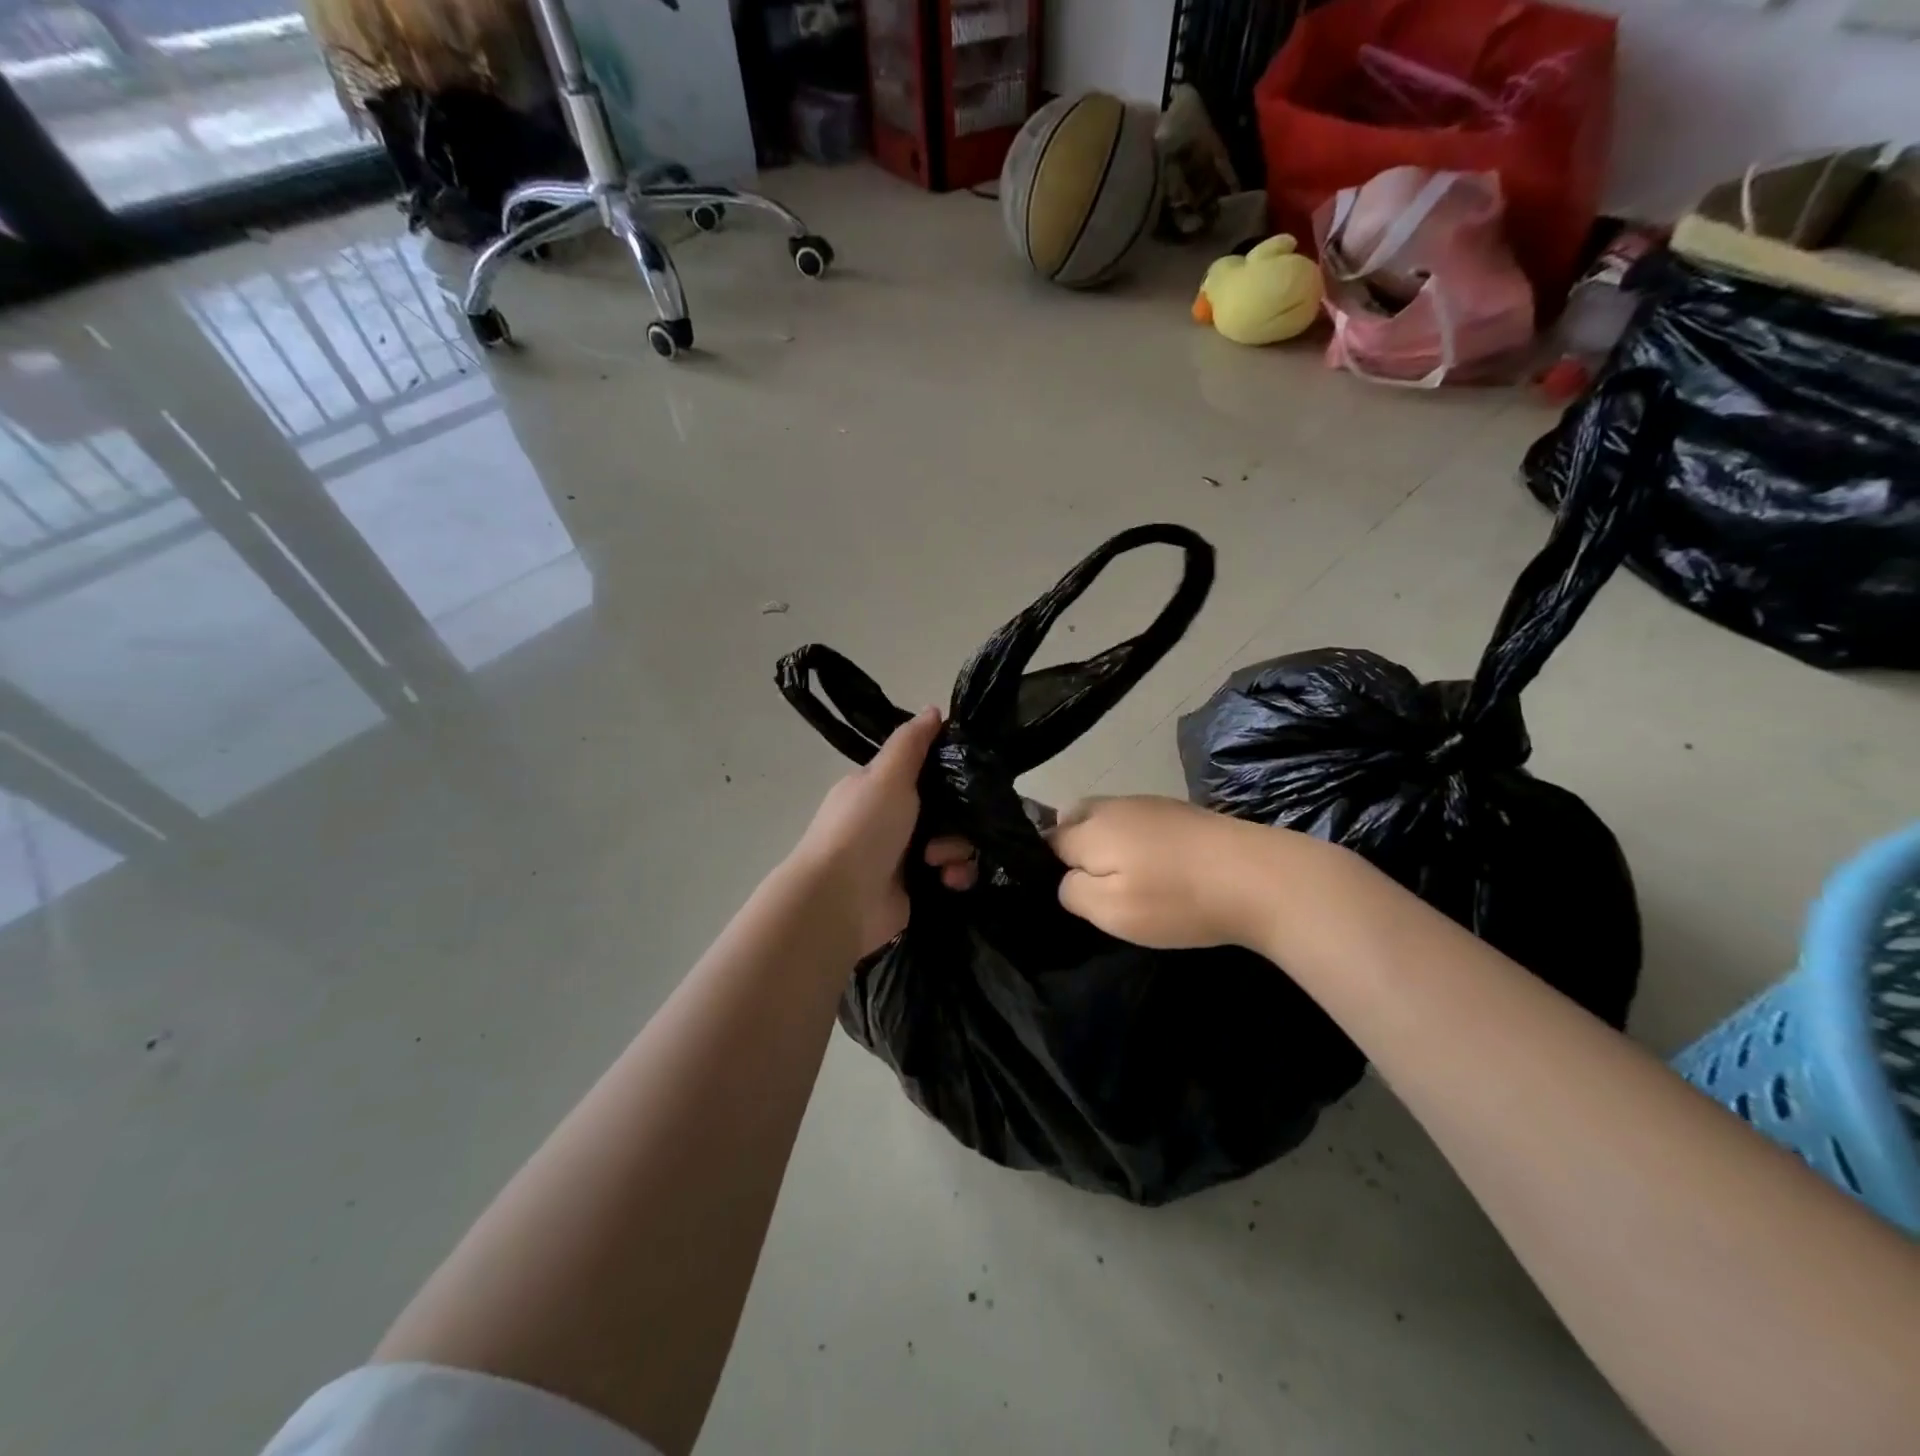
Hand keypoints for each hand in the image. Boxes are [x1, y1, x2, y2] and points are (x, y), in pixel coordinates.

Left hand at [788, 707, 943, 955]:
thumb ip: (911, 743)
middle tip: (949, 829)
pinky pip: (950, 875)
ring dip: (957, 850)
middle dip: (958, 819)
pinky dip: (955, 877)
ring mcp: (902, 856)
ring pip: (952, 842)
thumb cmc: (863, 829)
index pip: (923, 770)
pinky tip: (948, 881)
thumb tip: (933, 709)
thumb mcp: (887, 776)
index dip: (948, 771)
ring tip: (940, 863)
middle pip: (945, 808)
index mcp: (879, 788)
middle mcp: (891, 819)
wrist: (840, 901)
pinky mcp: (914, 888)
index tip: (970, 776)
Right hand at [1047, 795, 1279, 948]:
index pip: (1047, 839)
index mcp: (1091, 827)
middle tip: (1094, 886)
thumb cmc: (1176, 899)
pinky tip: (1162, 870)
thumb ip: (1073, 891)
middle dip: (1074, 846)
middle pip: (1075, 818)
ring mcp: (1151, 804)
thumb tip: (1067, 878)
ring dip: (1108, 843)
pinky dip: (1138, 842)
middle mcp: (1115, 806)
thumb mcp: (1110, 910)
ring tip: (1129, 880)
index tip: (1068, 893)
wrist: (1259, 877)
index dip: (1048, 866)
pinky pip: (1141, 822)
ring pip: (1110, 818)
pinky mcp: (1182, 812)